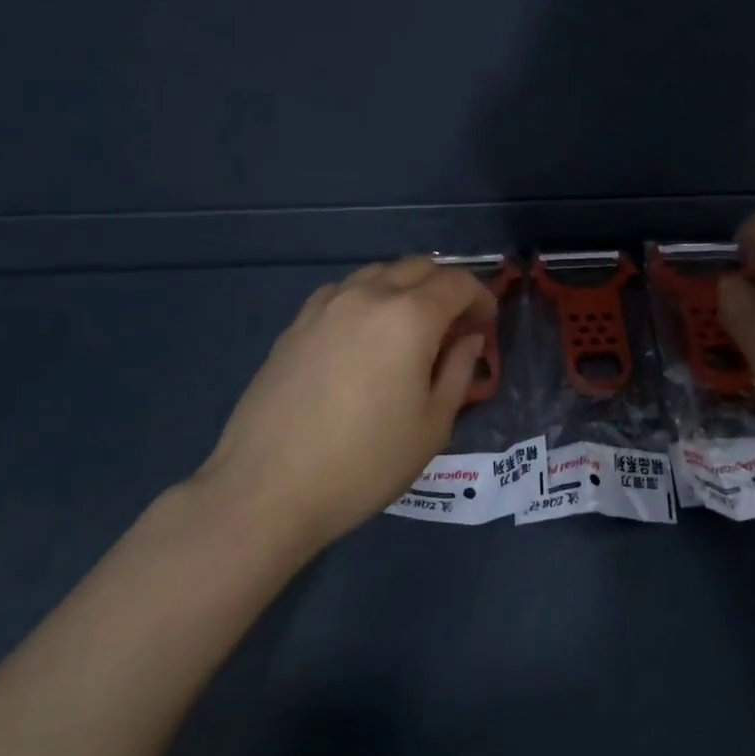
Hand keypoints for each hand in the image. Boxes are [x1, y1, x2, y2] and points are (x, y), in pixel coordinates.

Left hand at [188, 257, 494, 554]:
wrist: (268, 489)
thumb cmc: (365, 463)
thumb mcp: (432, 425)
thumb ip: (458, 370)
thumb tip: (468, 339)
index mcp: (409, 317)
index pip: (457, 283)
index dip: (480, 298)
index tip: (486, 324)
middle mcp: (367, 296)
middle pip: (418, 267)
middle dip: (445, 287)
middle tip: (454, 326)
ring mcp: (325, 306)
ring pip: (378, 274)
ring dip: (405, 289)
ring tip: (411, 329)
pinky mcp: (296, 324)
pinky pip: (343, 292)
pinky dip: (368, 299)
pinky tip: (364, 336)